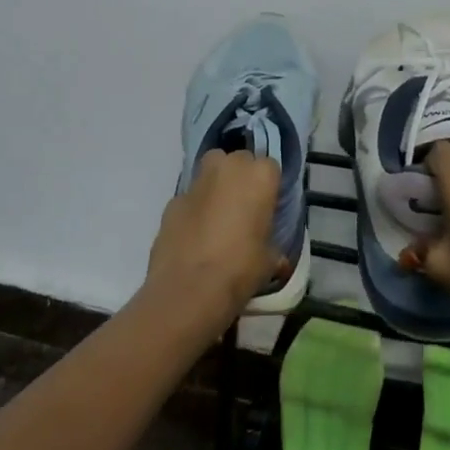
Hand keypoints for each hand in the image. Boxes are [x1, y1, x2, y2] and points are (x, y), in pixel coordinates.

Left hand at [144, 150, 283, 327]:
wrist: (188, 288)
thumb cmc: (240, 268)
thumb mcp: (269, 260)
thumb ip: (272, 246)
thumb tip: (276, 255)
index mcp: (260, 176)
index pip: (270, 168)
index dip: (269, 187)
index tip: (268, 207)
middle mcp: (228, 167)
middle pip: (239, 161)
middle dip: (242, 178)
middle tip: (244, 208)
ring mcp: (197, 181)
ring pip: (211, 170)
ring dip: (217, 184)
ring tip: (219, 216)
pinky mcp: (173, 200)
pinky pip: (191, 196)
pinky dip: (194, 208)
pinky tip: (195, 234)